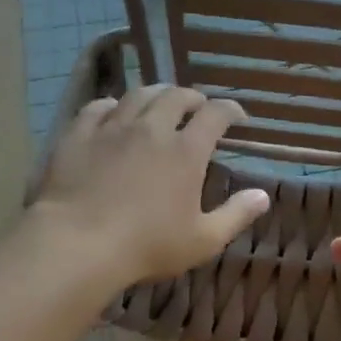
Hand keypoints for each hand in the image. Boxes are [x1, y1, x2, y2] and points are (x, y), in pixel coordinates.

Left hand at [30, 84, 271, 287]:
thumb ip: (236, 215)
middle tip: (198, 108)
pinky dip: (113, 105)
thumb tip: (263, 196)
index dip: (230, 110)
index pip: (215, 114)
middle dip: (193, 98)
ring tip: (160, 102)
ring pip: (138, 95)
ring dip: (156, 94)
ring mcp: (112, 128)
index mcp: (186, 151)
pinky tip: (114, 112)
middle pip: (176, 96)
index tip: (238, 117)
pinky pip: (98, 107)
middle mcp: (152, 128)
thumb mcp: (203, 240)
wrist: (78, 244)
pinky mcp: (79, 134)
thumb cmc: (147, 246)